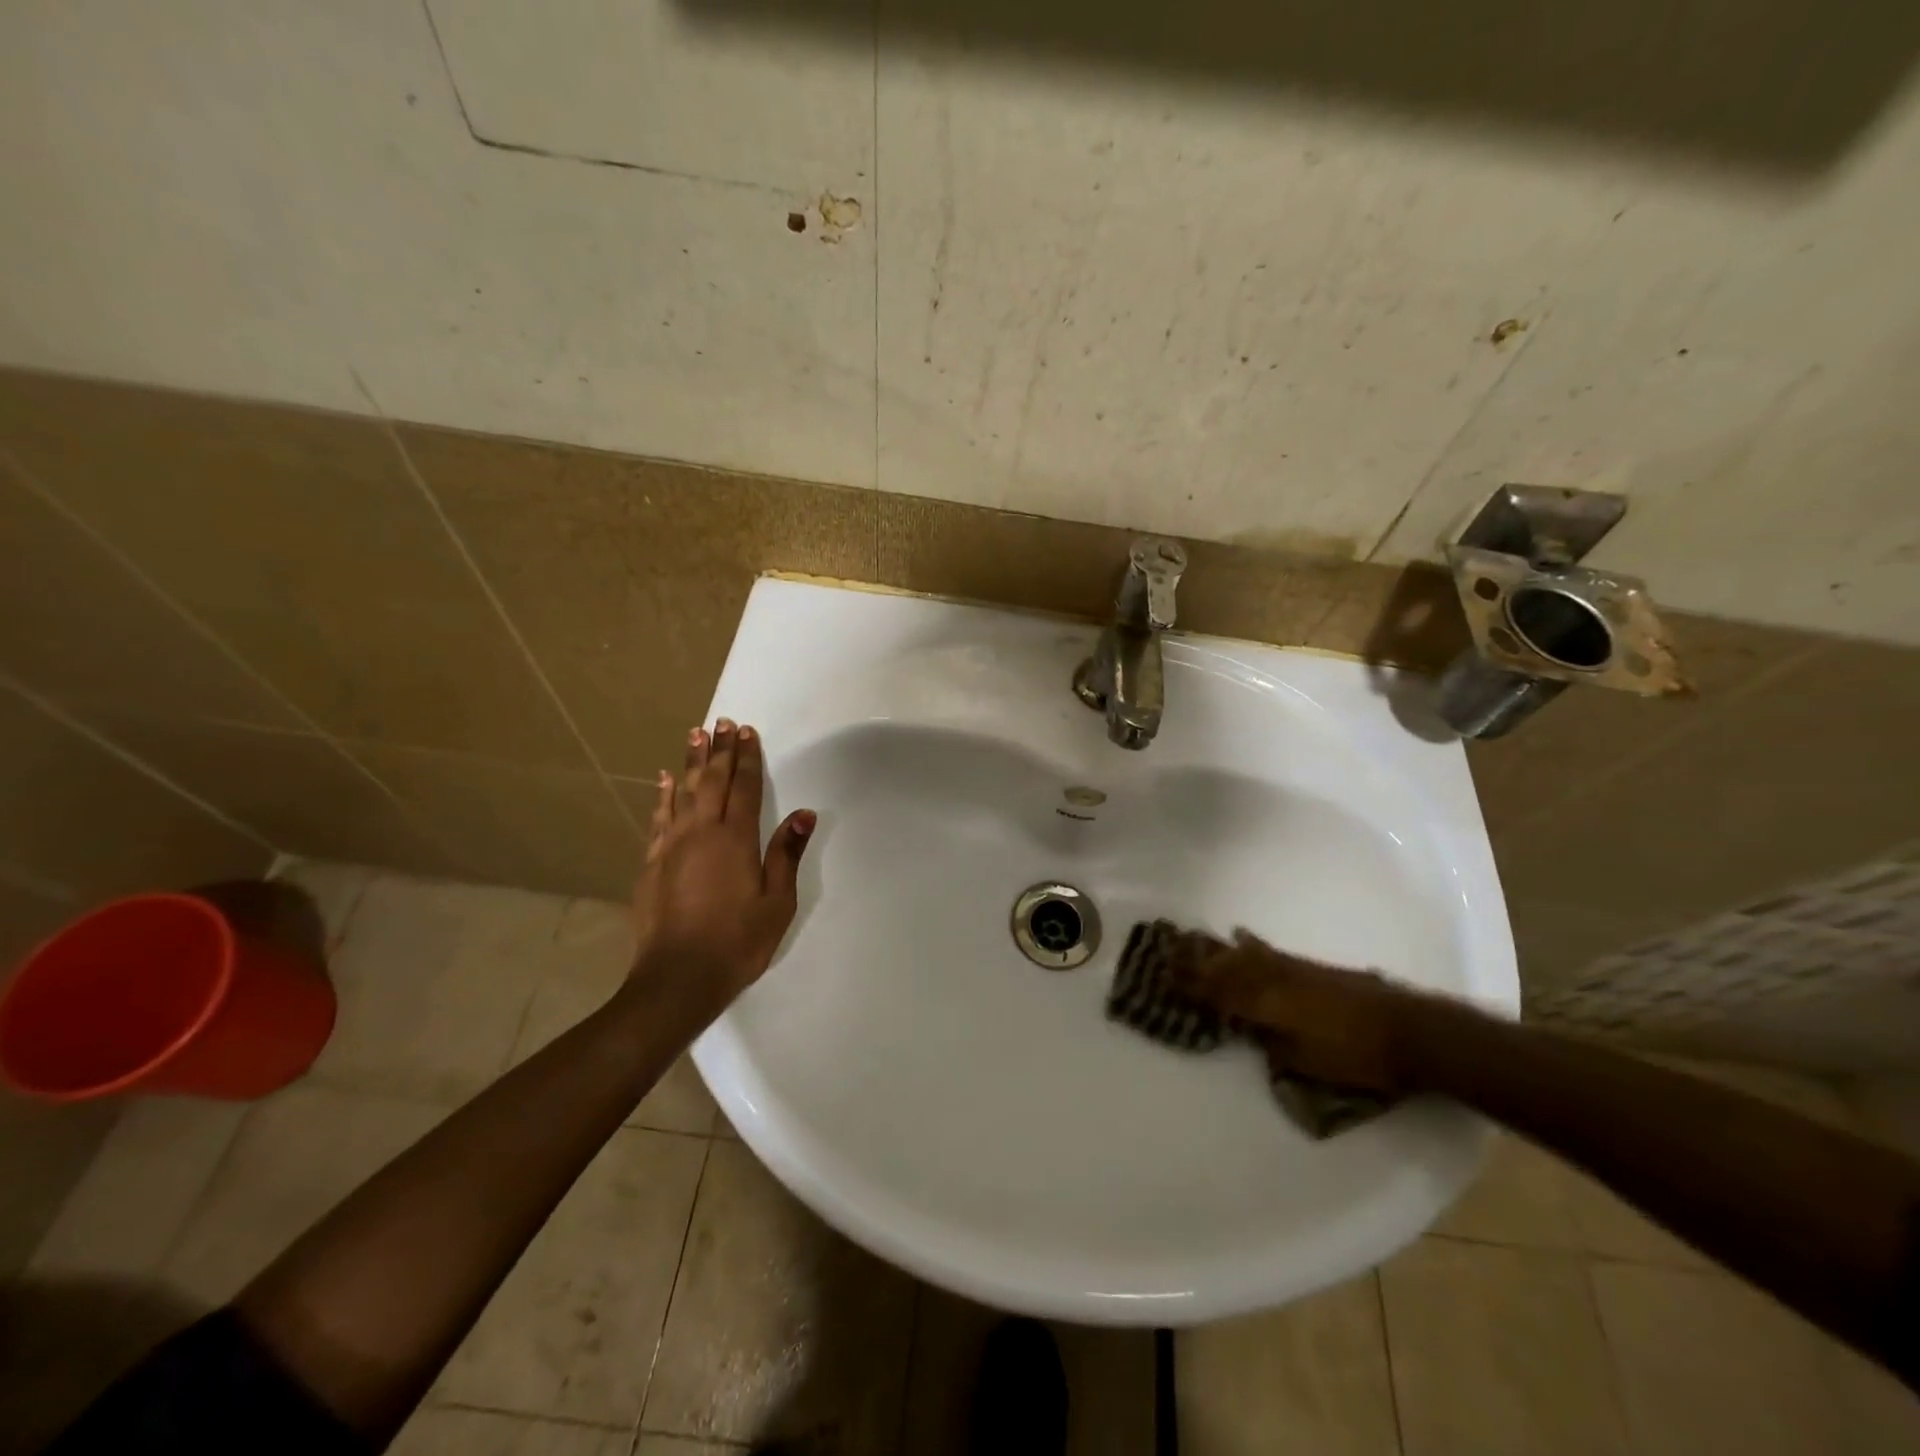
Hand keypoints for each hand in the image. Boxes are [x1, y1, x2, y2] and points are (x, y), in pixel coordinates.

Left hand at [630, 719, 815, 1017]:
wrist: (678, 979)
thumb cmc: (737, 942)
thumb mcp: (776, 903)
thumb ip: (786, 855)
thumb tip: (803, 814)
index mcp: (735, 840)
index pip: (743, 788)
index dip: (747, 758)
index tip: (747, 732)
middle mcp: (701, 833)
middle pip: (712, 781)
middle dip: (720, 750)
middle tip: (723, 722)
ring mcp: (671, 846)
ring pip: (683, 792)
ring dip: (691, 762)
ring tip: (695, 734)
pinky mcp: (652, 863)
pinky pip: (659, 818)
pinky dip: (664, 795)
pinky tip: (665, 780)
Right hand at [1169, 930, 1419, 1094]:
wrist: (1412, 1031)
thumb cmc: (1358, 1056)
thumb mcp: (1308, 1062)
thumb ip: (1273, 1044)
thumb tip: (1253, 1030)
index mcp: (1269, 1005)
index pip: (1221, 993)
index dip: (1193, 986)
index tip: (1164, 977)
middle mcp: (1276, 980)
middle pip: (1229, 968)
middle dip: (1198, 962)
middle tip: (1170, 951)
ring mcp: (1295, 970)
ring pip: (1247, 955)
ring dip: (1219, 949)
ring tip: (1195, 939)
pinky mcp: (1313, 968)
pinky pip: (1270, 952)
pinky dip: (1251, 945)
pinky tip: (1243, 938)